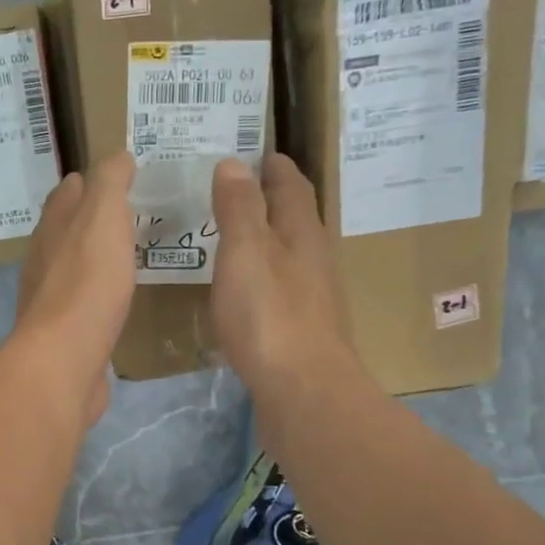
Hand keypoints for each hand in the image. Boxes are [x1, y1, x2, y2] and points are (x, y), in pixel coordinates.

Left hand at [12, 154, 136, 427]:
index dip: (89, 181)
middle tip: (130, 216)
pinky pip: (84, 306)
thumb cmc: (87, 283)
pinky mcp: (65, 336)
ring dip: (95, 259)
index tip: (120, 176)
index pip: (68, 194)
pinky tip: (118, 301)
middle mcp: (44, 261)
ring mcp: (51, 301)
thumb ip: (109, 184)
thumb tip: (117, 156)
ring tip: (128, 255)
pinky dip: (99, 295)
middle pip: (66, 231)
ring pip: (74, 269)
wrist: (64, 360)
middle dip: (91, 220)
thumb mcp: (103, 218)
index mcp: (52, 228)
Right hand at [210, 154, 354, 395]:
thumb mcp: (246, 252)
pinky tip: (241, 291)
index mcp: (302, 233)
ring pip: (287, 255)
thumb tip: (234, 163)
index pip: (291, 185)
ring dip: (264, 240)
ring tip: (231, 237)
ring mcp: (311, 298)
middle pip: (294, 219)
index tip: (253, 152)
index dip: (273, 166)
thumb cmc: (270, 316)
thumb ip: (238, 208)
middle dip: (268, 200)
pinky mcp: (300, 331)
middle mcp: (313, 259)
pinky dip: (260, 277)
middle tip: (233, 191)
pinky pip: (279, 289)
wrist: (303, 392)